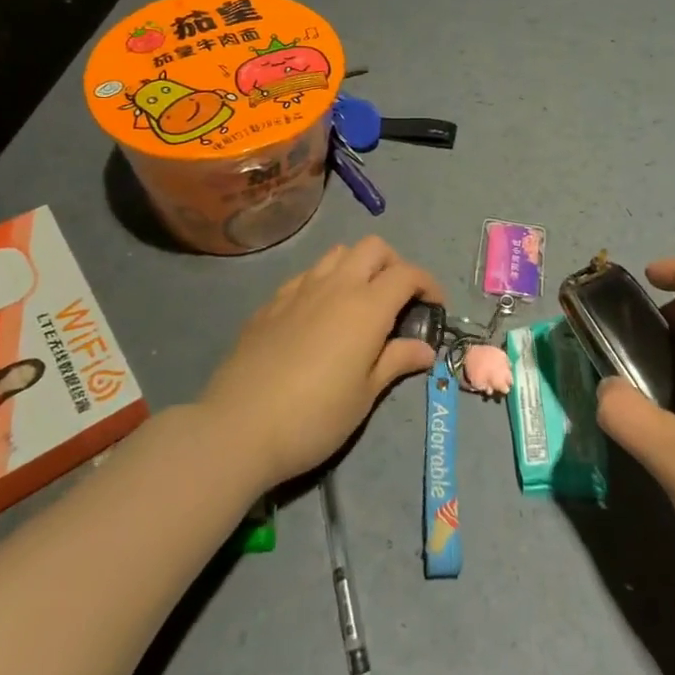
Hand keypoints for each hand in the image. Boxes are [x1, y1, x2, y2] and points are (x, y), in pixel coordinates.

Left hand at [199, 237, 444, 489]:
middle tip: (399, 300)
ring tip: (360, 303)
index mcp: (366, 306)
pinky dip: (325, 282)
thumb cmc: (314, 417)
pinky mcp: (271, 302)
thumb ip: (396, 362)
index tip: (435, 307)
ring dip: (358, 266)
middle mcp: (335, 286)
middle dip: (394, 264)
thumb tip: (425, 348)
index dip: (428, 284)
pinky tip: (320, 316)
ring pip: (337, 254)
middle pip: (373, 248)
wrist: (239, 426)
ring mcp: (299, 289)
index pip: (407, 273)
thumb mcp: (365, 395)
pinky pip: (307, 275)